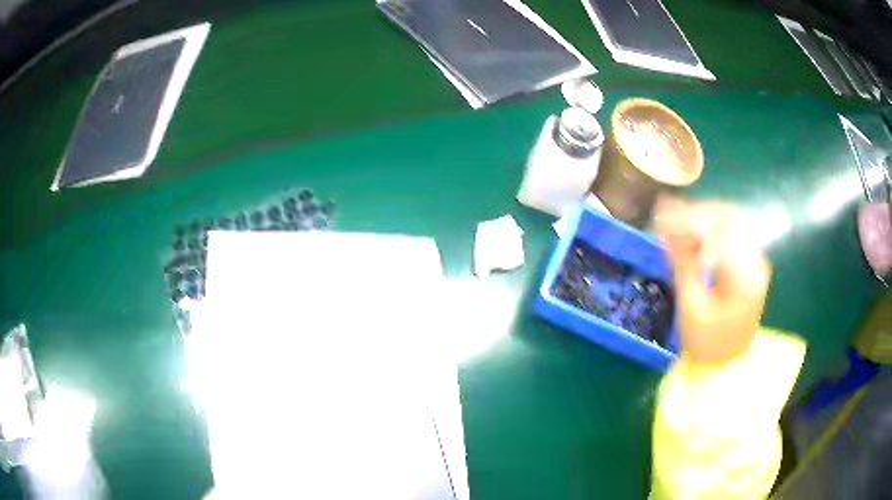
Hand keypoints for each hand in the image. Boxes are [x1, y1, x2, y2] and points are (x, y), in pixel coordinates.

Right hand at [654, 197, 771, 363]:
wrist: (728, 366)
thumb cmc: (708, 344)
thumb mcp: (691, 306)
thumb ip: (682, 262)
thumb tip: (665, 225)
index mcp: (744, 273)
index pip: (717, 229)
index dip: (688, 217)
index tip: (661, 214)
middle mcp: (756, 260)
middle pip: (727, 217)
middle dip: (696, 212)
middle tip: (667, 215)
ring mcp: (756, 260)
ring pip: (730, 222)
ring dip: (703, 218)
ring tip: (676, 222)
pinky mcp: (752, 264)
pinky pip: (732, 234)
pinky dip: (712, 230)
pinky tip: (694, 234)